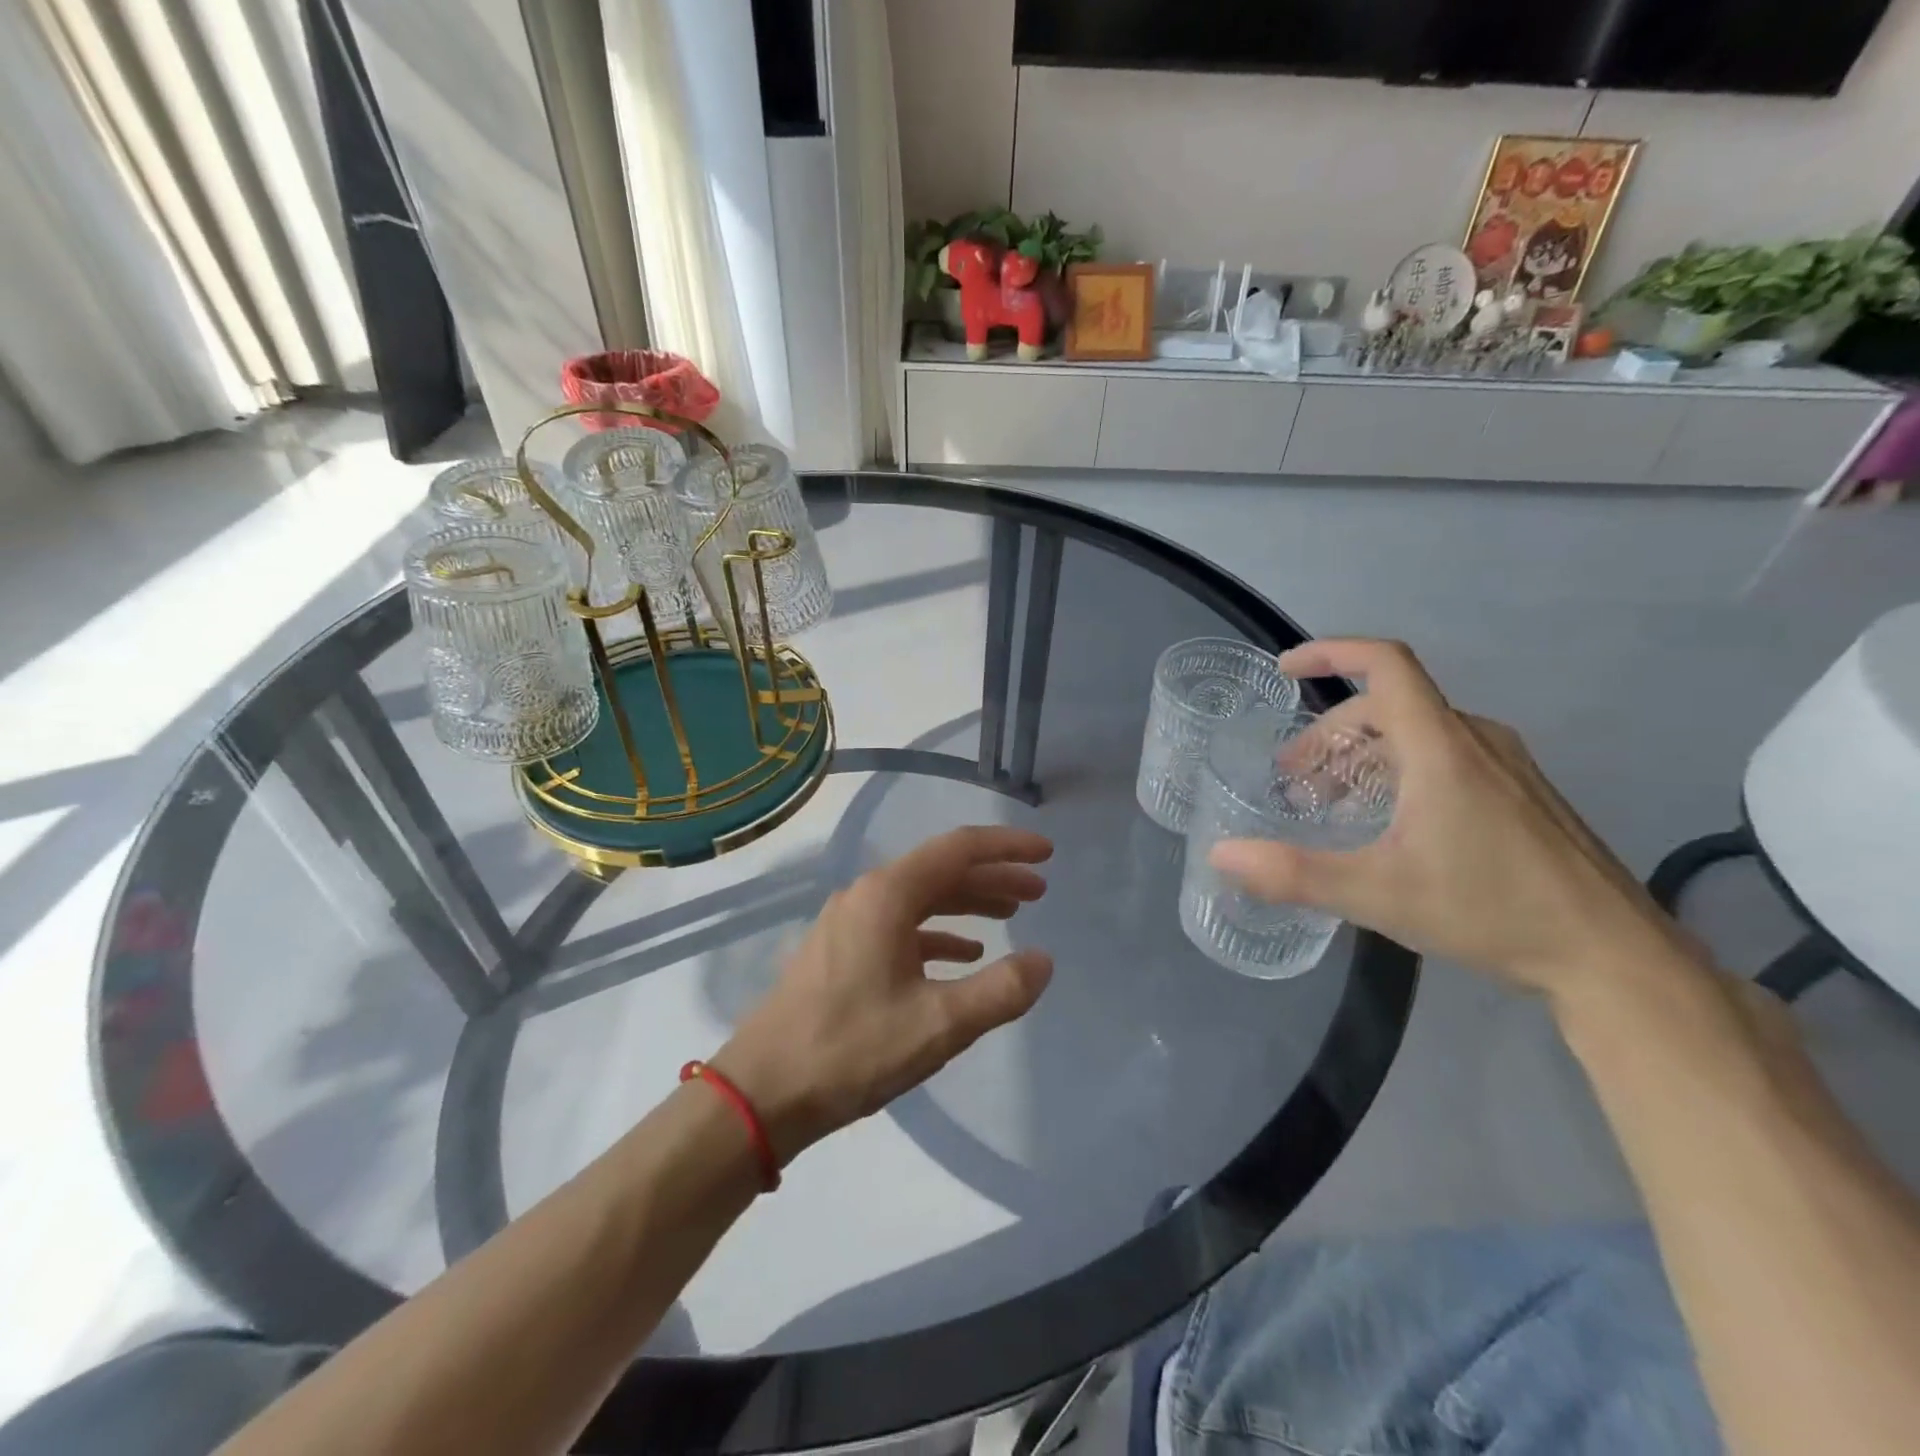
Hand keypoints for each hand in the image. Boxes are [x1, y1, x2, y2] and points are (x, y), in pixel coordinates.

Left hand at [711, 826, 1053, 1164]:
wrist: (761, 1093)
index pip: (959, 849)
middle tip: (1038, 893)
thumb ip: (999, 991)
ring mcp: (848, 922)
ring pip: (921, 898)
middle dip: (993, 877)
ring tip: (1010, 918)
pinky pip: (900, 926)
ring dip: (967, 903)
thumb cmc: (851, 1049)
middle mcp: (866, 895)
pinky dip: (937, 933)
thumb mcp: (937, 1024)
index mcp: (887, 895)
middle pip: (941, 870)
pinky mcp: (840, 950)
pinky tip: (962, 954)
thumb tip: (1043, 961)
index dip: (1007, 847)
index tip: (1047, 854)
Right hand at [1209, 639, 1686, 1001]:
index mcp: (1442, 748)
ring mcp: (1506, 768)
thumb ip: (1294, 873)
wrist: (1614, 959)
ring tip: (1330, 804)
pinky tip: (1387, 824)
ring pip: (1417, 733)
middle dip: (1329, 734)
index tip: (1285, 670)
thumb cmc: (1493, 911)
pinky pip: (1444, 757)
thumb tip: (1220, 854)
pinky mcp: (1521, 795)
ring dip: (1361, 755)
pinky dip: (1397, 771)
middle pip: (1389, 705)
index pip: (1386, 665)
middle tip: (1293, 782)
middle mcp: (1476, 742)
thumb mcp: (1379, 895)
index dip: (1331, 653)